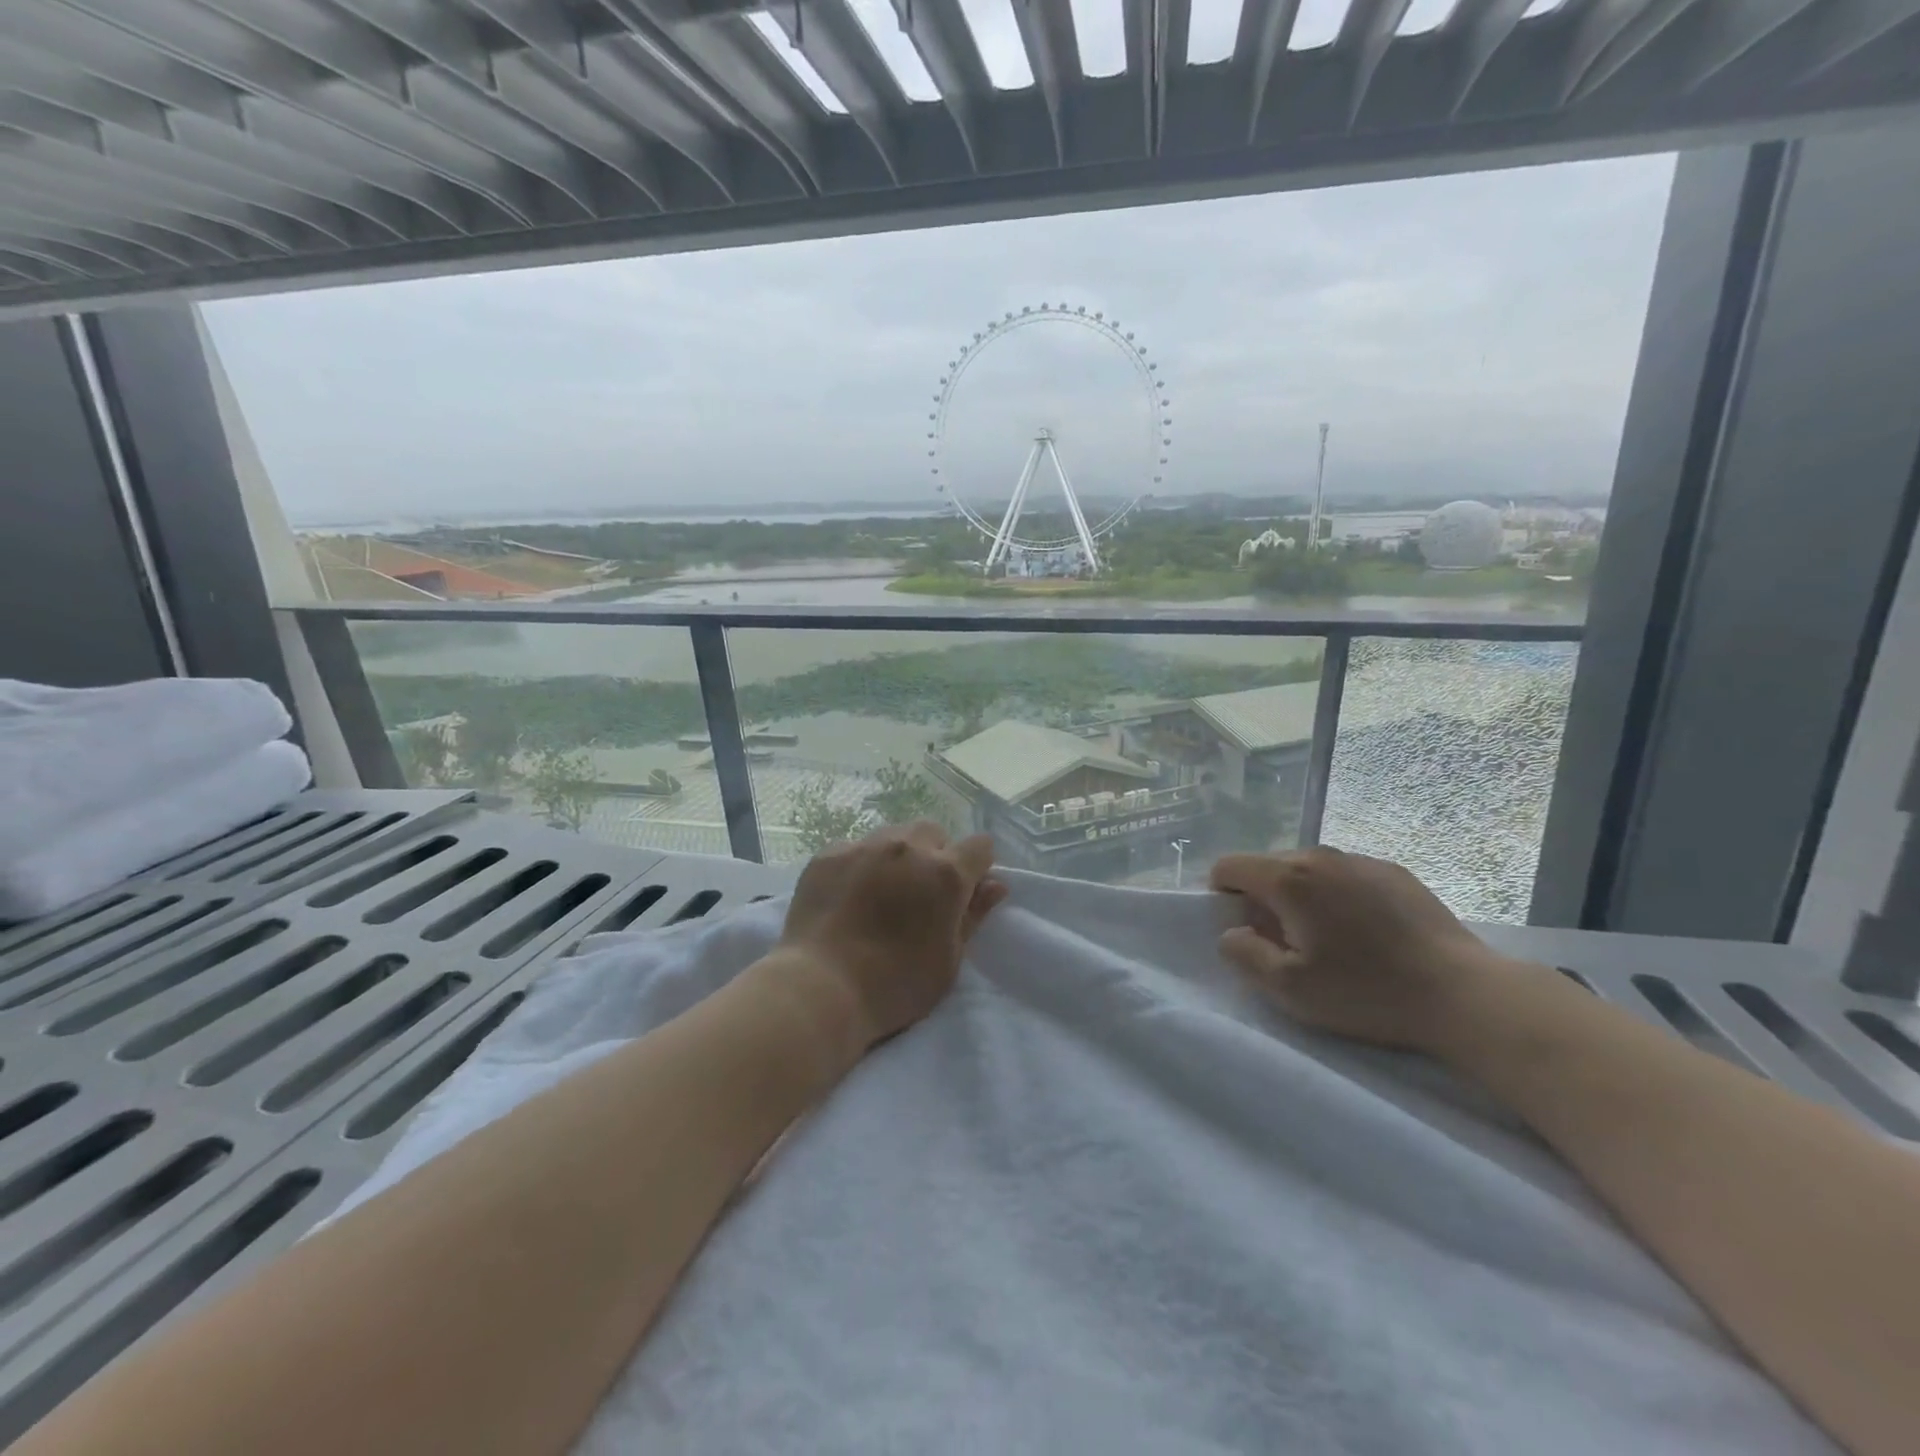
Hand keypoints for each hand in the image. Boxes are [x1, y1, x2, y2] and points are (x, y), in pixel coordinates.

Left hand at [780, 822, 1007, 1051]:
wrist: (821, 987)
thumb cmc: (896, 985)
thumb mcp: (948, 960)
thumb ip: (973, 916)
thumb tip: (995, 885)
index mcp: (946, 873)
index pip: (980, 847)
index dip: (977, 867)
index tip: (965, 891)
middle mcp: (908, 847)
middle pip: (933, 832)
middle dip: (935, 854)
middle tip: (921, 893)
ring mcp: (864, 846)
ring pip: (893, 835)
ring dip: (898, 855)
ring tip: (883, 890)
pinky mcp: (829, 853)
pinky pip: (856, 847)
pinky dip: (861, 863)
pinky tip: (849, 894)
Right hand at [1210, 847, 1518, 1053]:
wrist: (1464, 994)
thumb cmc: (1367, 992)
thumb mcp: (1289, 988)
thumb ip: (1242, 954)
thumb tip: (1231, 932)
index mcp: (1289, 878)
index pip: (1228, 866)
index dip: (1222, 896)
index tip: (1244, 932)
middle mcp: (1320, 856)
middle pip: (1268, 866)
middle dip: (1263, 898)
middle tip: (1287, 944)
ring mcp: (1361, 860)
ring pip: (1308, 870)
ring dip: (1302, 897)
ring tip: (1330, 940)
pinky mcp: (1394, 872)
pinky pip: (1345, 876)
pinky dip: (1338, 896)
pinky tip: (1366, 934)